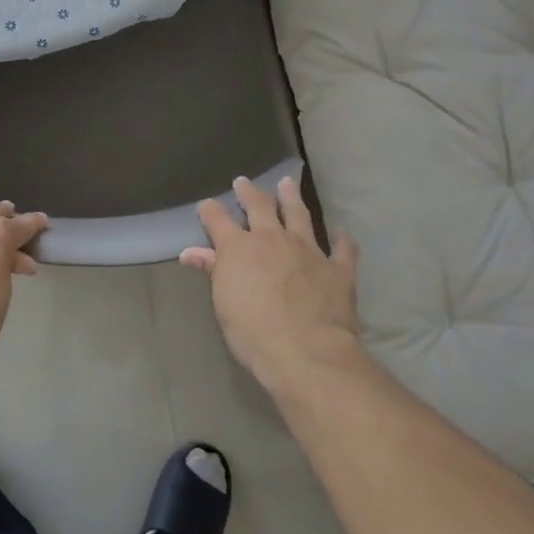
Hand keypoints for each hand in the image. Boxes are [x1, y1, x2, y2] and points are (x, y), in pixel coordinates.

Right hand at [180, 176, 364, 393]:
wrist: (306, 351)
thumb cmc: (253, 332)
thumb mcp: (223, 303)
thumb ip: (212, 271)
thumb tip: (190, 252)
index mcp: (240, 248)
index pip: (219, 220)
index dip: (210, 211)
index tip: (206, 204)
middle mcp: (273, 239)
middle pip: (260, 207)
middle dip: (250, 193)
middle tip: (244, 182)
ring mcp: (309, 250)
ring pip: (299, 215)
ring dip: (292, 198)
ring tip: (288, 183)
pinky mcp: (337, 268)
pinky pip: (343, 248)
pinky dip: (342, 240)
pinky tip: (341, 234)